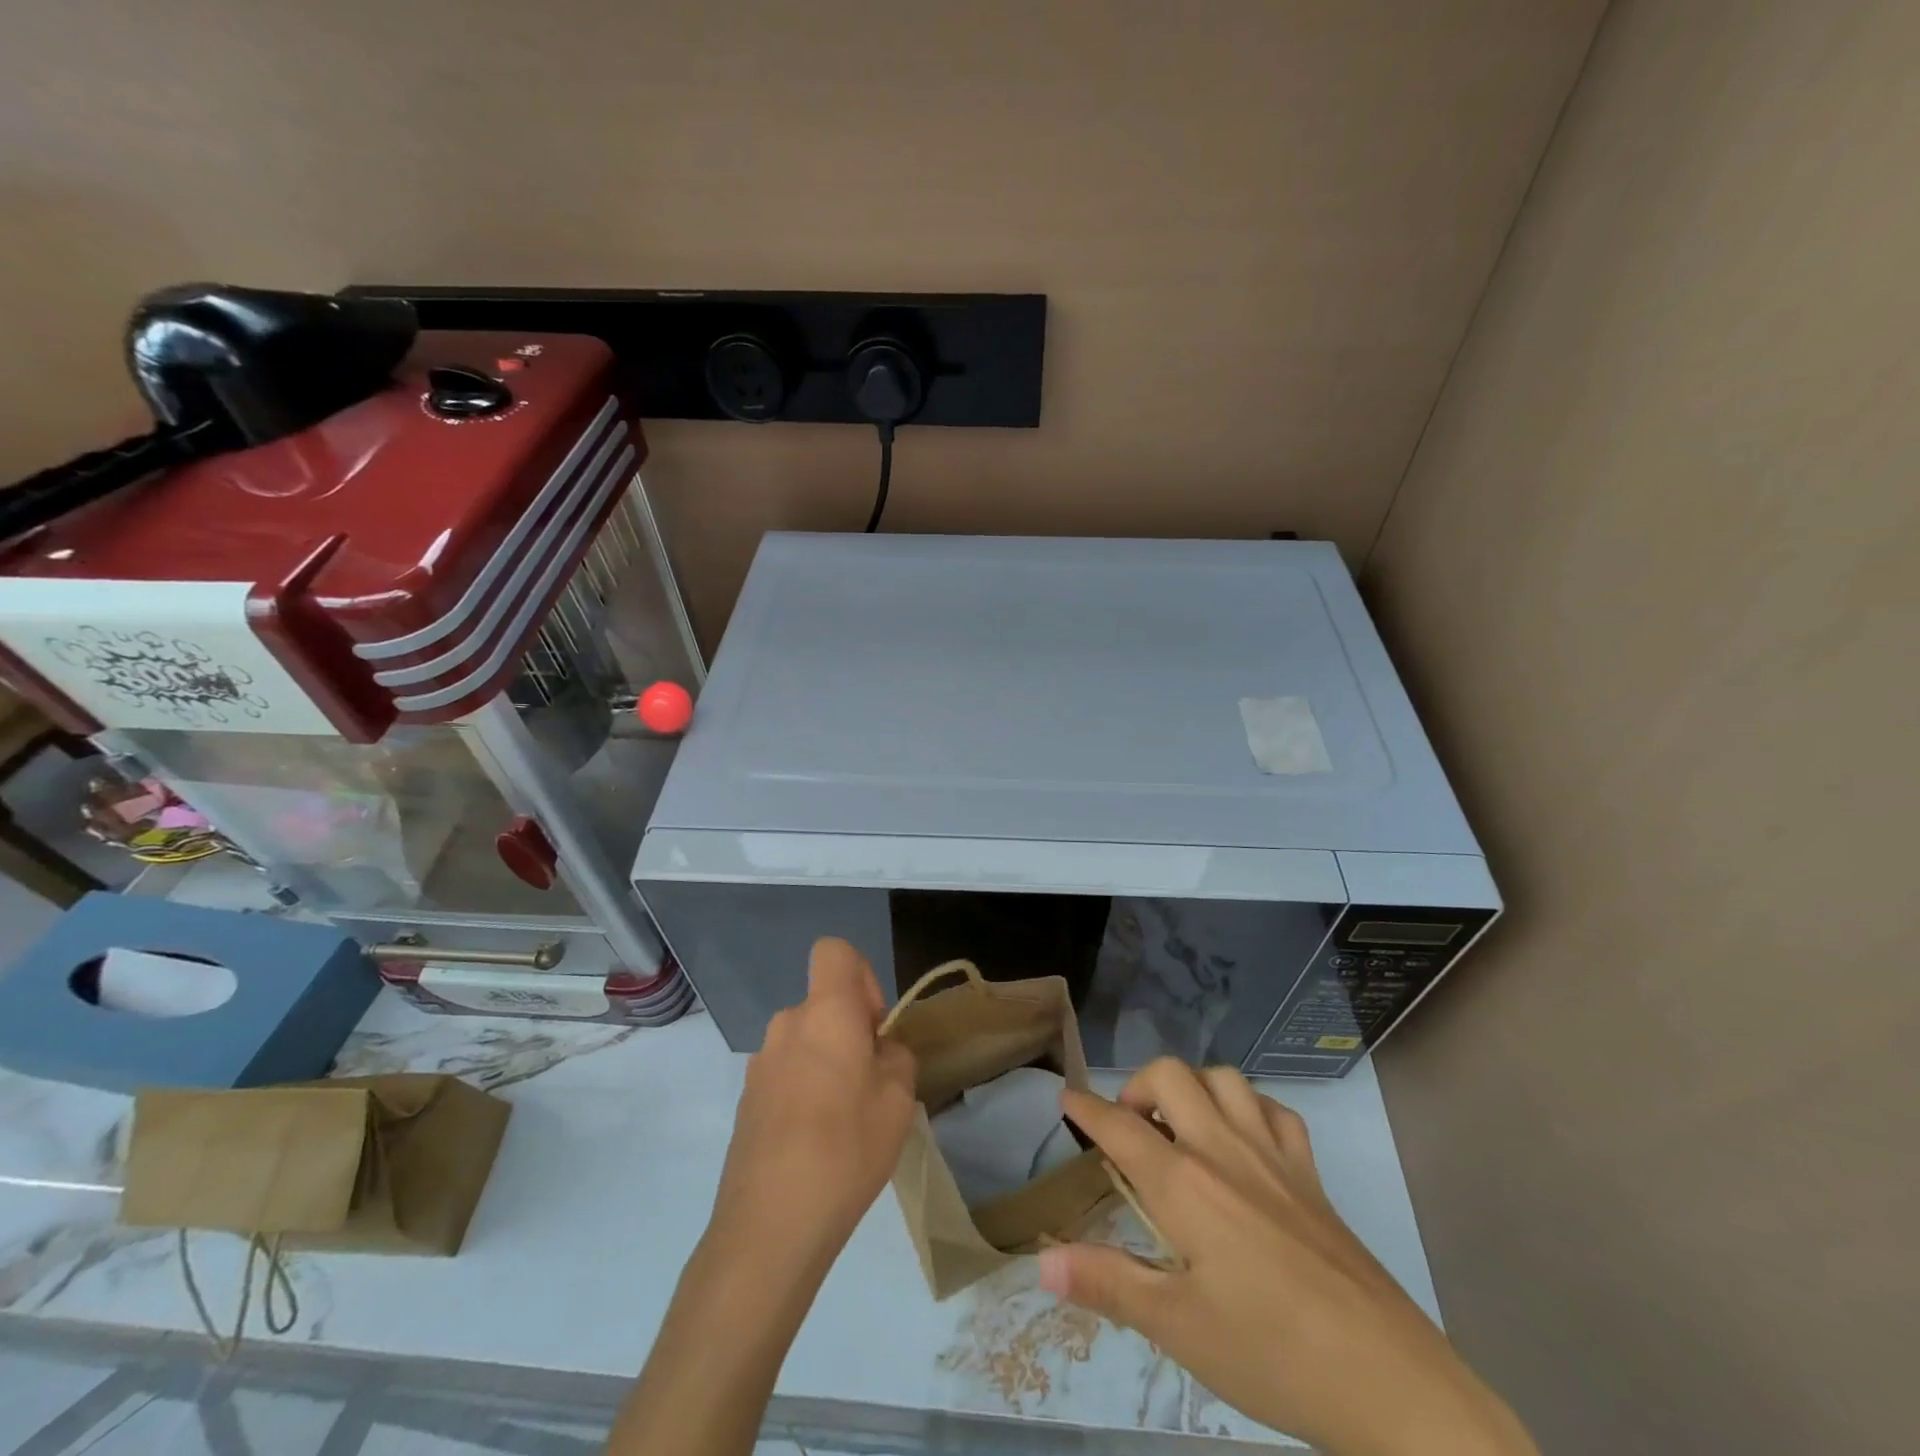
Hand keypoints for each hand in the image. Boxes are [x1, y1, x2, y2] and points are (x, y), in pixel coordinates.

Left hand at [613, 941, 917, 1455]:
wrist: (768, 1228)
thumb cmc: (845, 1150)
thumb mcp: (897, 1100)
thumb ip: (896, 1057)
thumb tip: (879, 1050)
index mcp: (824, 1013)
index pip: (835, 952)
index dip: (862, 977)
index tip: (873, 1027)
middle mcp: (786, 1025)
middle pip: (824, 1004)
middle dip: (851, 1032)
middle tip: (871, 1087)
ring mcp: (760, 1064)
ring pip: (807, 1041)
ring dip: (829, 1064)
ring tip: (846, 1123)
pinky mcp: (747, 1100)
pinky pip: (788, 1073)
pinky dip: (806, 1091)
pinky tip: (816, 1144)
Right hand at [1040, 1060, 1536, 1455]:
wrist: (1388, 1381)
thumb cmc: (1271, 1355)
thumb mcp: (1177, 1329)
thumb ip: (1107, 1284)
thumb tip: (1042, 1260)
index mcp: (1185, 1185)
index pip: (1120, 1127)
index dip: (1087, 1108)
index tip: (1066, 1097)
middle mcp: (1224, 1150)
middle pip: (1171, 1076)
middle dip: (1138, 1087)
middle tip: (1129, 1128)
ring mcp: (1273, 1155)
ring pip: (1224, 1078)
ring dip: (1193, 1087)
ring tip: (1181, 1126)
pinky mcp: (1311, 1173)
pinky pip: (1275, 1110)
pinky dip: (1249, 1107)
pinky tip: (1243, 1139)